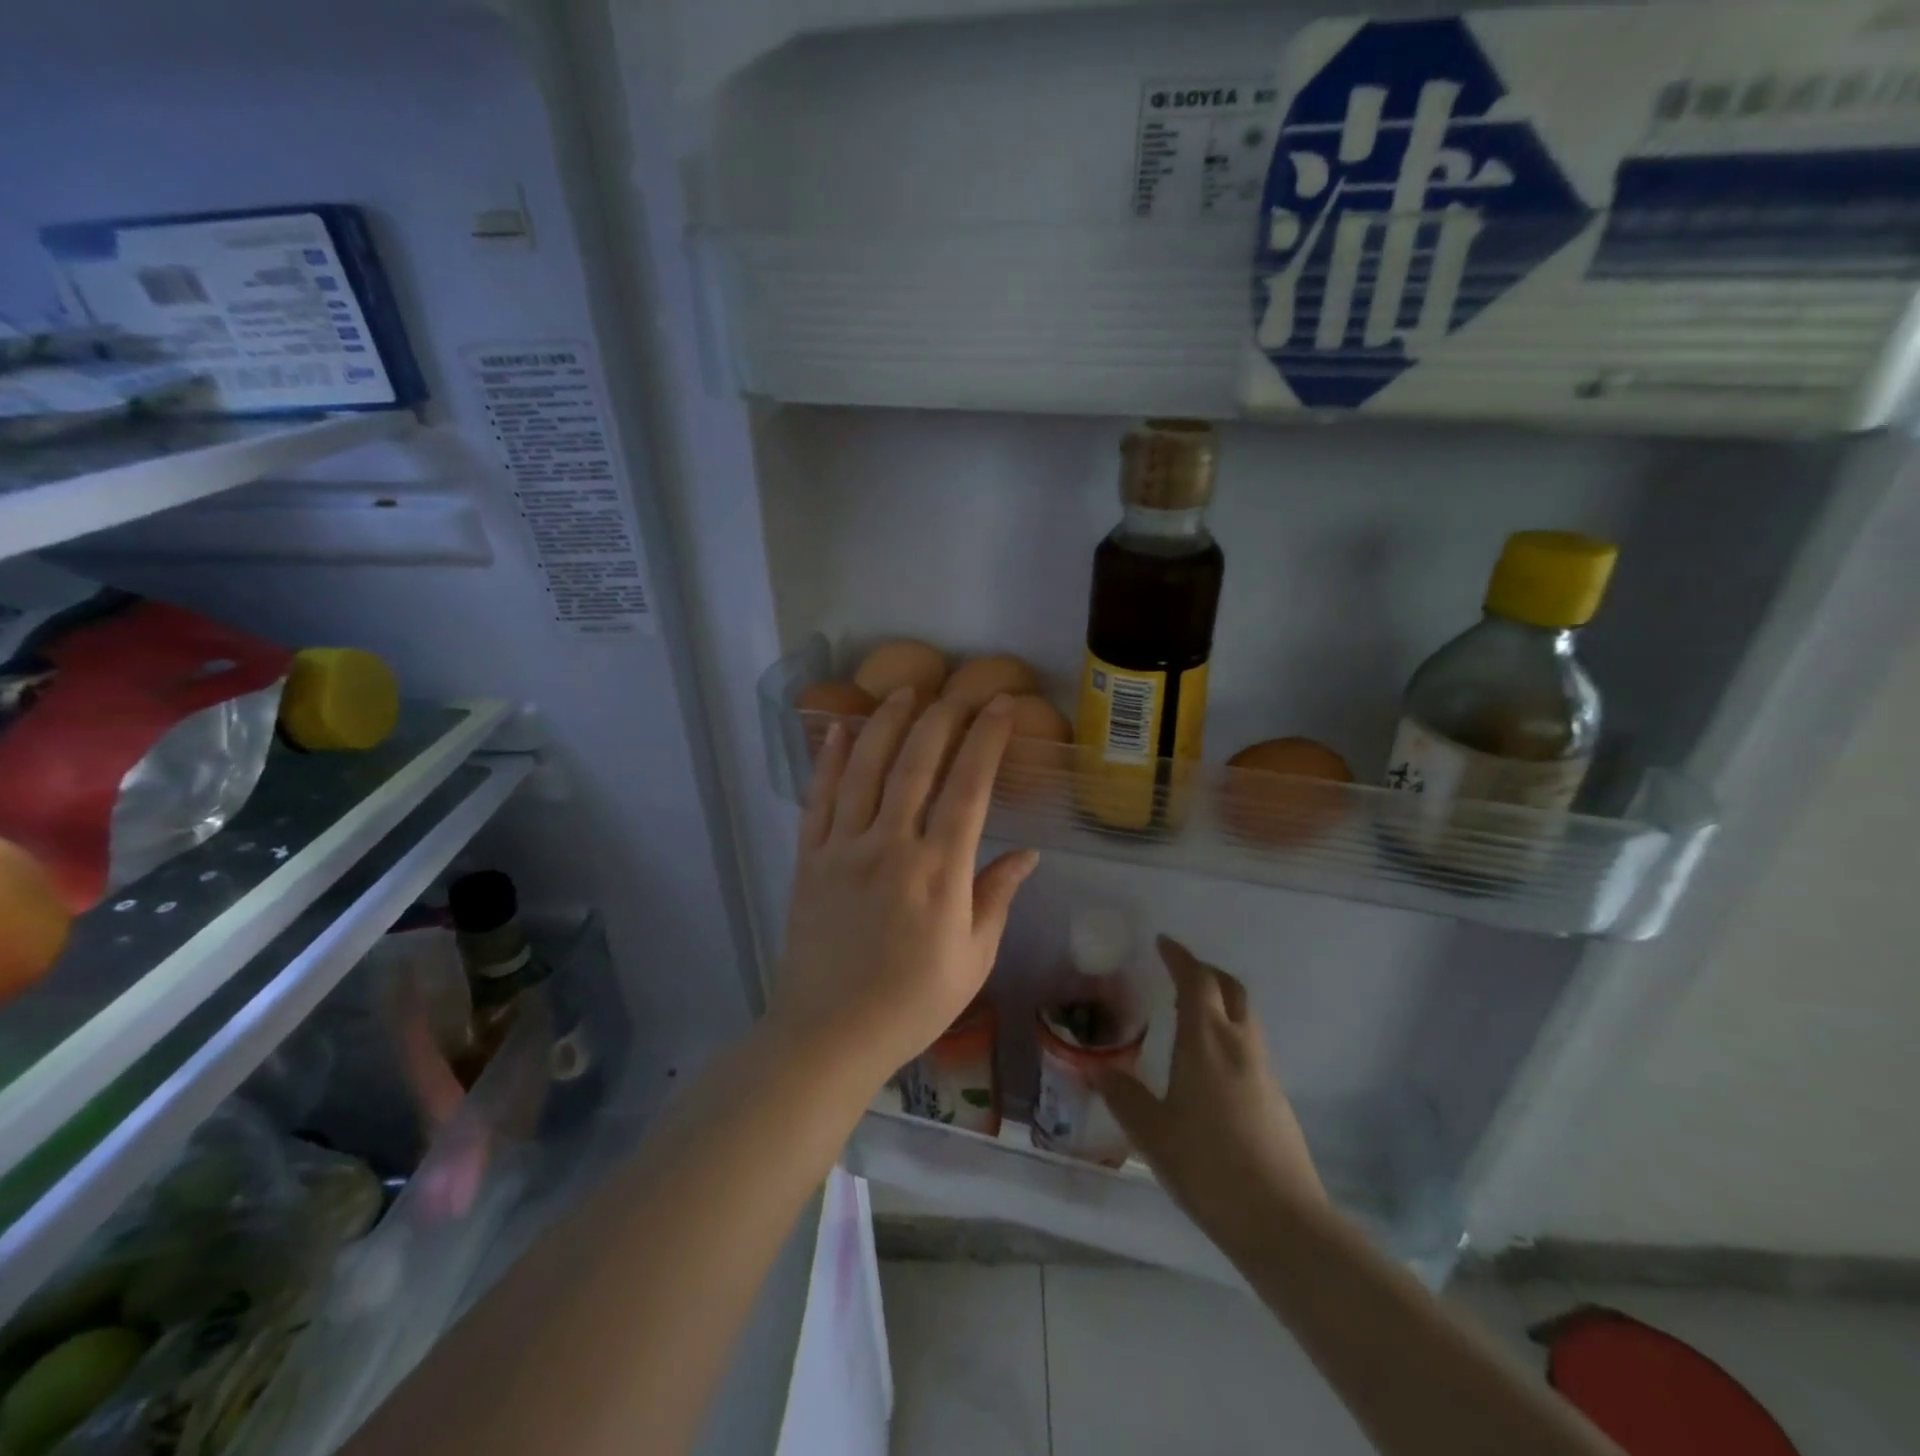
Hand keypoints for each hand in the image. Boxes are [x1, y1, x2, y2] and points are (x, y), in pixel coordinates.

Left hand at [770, 687, 1039, 1084]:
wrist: (829, 1034)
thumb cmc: (912, 1003)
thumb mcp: (973, 958)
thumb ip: (997, 897)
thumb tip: (1026, 855)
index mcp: (939, 871)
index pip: (969, 787)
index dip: (986, 739)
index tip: (999, 706)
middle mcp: (891, 846)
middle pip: (916, 764)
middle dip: (940, 719)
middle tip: (957, 691)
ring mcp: (844, 848)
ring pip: (866, 769)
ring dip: (887, 724)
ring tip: (904, 692)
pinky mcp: (810, 859)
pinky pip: (819, 798)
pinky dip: (830, 760)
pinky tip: (840, 730)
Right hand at [1092, 937, 1325, 1253]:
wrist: (1282, 1222)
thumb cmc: (1208, 1167)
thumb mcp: (1152, 1132)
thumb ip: (1122, 1096)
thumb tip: (1094, 1069)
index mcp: (1207, 1042)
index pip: (1197, 981)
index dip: (1180, 957)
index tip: (1164, 943)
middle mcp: (1239, 1045)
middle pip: (1230, 989)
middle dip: (1205, 972)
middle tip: (1179, 972)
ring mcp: (1263, 1071)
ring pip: (1244, 1016)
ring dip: (1220, 1000)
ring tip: (1190, 1013)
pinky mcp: (1276, 1097)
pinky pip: (1249, 1044)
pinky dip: (1229, 1031)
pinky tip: (1209, 1063)